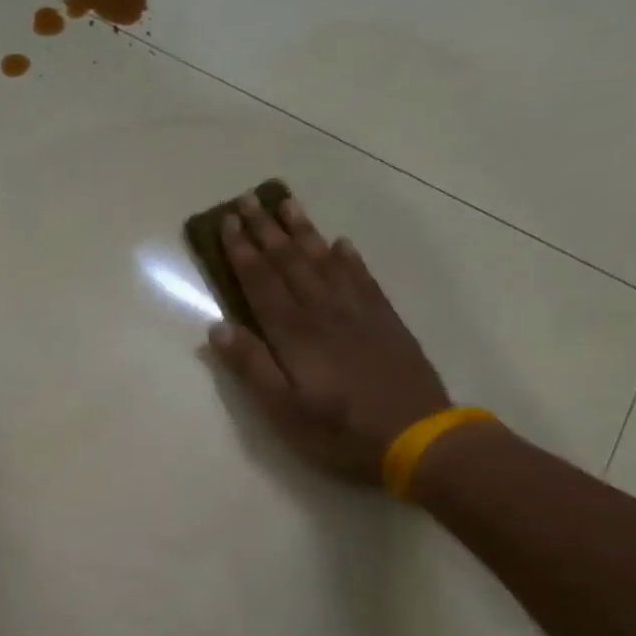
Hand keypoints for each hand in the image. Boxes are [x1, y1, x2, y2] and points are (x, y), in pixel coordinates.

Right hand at [206, 192, 450, 483]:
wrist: (416, 435)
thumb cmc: (339, 429)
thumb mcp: (282, 410)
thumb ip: (251, 366)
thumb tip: (218, 327)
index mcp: (294, 333)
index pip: (261, 281)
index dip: (242, 251)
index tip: (227, 221)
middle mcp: (323, 311)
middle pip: (289, 262)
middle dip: (266, 230)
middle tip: (248, 199)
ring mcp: (358, 312)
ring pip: (324, 260)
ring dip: (302, 231)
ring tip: (286, 203)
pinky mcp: (384, 320)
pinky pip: (362, 277)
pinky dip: (347, 257)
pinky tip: (340, 243)